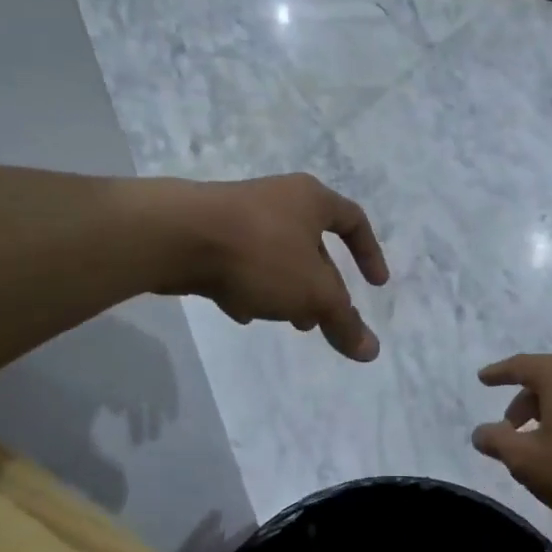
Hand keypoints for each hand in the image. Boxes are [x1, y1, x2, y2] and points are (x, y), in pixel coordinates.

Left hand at [163, 174, 388, 360]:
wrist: (175, 236)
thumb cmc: (260, 255)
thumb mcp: (313, 294)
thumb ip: (343, 322)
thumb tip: (372, 351)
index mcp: (311, 200)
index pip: (355, 220)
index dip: (370, 254)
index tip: (376, 285)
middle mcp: (278, 199)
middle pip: (313, 244)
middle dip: (322, 285)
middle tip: (322, 318)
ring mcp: (239, 214)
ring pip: (276, 256)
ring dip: (287, 290)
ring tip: (287, 322)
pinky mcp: (207, 232)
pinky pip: (242, 262)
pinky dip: (250, 287)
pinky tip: (242, 313)